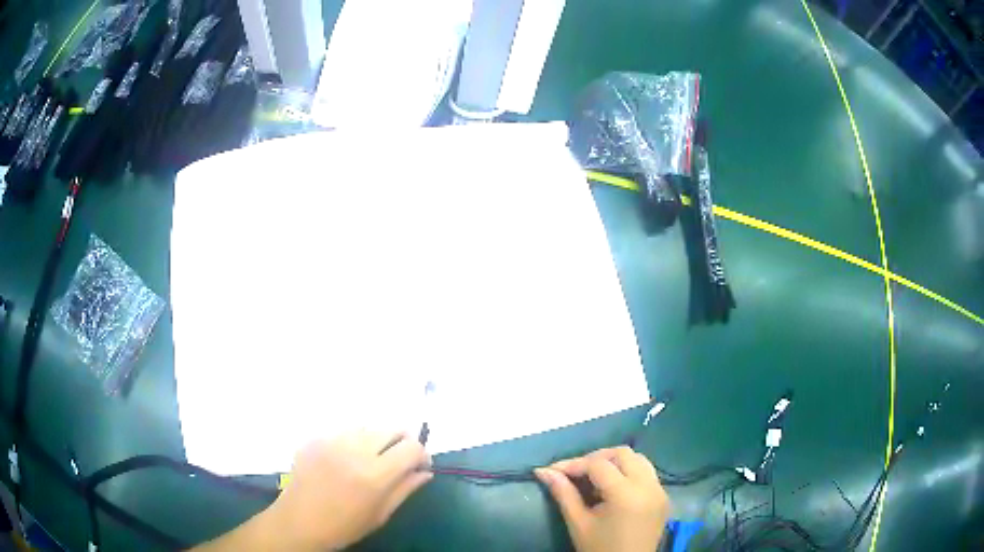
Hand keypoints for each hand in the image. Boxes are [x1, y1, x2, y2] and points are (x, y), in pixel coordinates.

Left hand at [269, 431, 432, 550]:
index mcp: (375, 474)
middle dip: (401, 441)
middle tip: (398, 459)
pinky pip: (343, 432)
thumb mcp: (381, 514)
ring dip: (376, 439)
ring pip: (367, 427)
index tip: (419, 466)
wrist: (299, 522)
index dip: (421, 454)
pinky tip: (345, 460)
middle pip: (391, 428)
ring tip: (370, 459)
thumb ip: (405, 489)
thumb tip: (425, 472)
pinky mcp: (315, 438)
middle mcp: (355, 450)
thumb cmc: (344, 526)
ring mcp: (332, 441)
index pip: (412, 447)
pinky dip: (352, 442)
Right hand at [535, 446, 669, 551]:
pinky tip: (613, 487)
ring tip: (594, 478)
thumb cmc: (598, 549)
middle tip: (576, 471)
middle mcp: (649, 487)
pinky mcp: (664, 498)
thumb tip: (543, 471)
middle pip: (623, 454)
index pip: (599, 465)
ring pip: (639, 460)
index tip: (553, 470)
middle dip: (597, 458)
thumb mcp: (578, 523)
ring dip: (616, 463)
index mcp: (626, 495)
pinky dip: (630, 472)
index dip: (574, 464)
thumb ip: (563, 493)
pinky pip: (648, 474)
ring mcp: (660, 491)